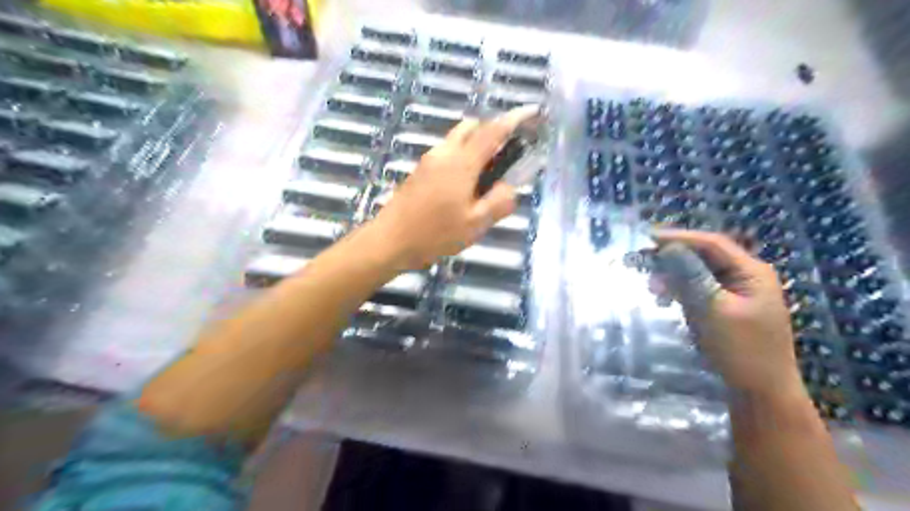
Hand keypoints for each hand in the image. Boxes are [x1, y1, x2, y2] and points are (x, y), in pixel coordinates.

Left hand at [371, 105, 533, 269]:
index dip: (514, 119)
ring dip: (475, 148)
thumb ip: (499, 202)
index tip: (531, 111)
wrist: (389, 241)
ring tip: (482, 182)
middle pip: (471, 127)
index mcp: (461, 162)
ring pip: (456, 140)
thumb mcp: (475, 225)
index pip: (493, 131)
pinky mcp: (418, 171)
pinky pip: (446, 154)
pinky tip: (461, 190)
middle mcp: (443, 153)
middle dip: (491, 133)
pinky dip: (460, 159)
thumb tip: (510, 187)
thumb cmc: (435, 235)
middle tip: (503, 160)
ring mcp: (428, 161)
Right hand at [654, 230, 801, 400]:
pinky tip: (664, 297)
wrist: (762, 393)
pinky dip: (681, 289)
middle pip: (705, 255)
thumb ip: (692, 276)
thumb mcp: (713, 310)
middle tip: (642, 258)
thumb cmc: (742, 350)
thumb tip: (670, 248)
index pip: (711, 243)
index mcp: (751, 271)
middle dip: (673, 256)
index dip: (679, 238)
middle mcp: (746, 276)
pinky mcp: (727, 307)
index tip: (648, 238)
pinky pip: (700, 289)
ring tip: (650, 282)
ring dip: (675, 274)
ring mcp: (738, 292)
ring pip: (700, 273)